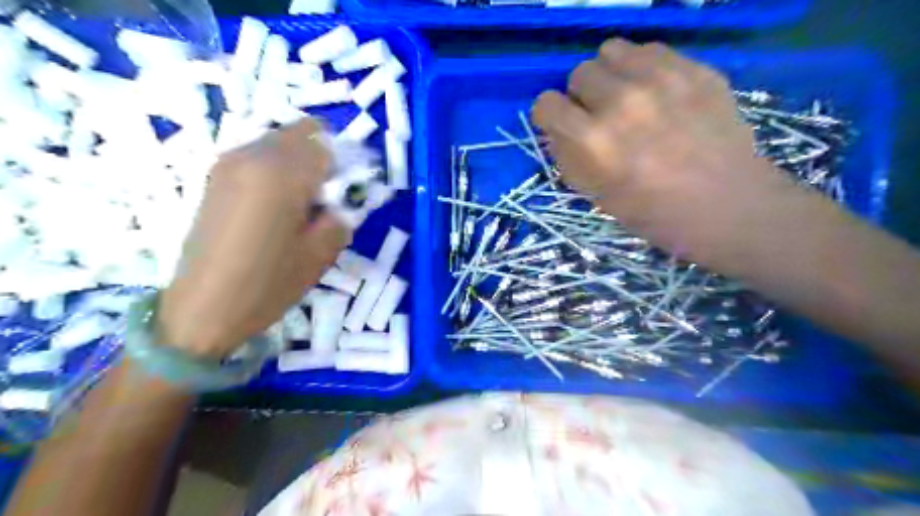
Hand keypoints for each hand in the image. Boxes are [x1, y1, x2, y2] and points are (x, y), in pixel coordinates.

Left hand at [157, 120, 349, 356]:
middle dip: (322, 158)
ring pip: (279, 143)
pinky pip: (259, 157)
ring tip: (300, 206)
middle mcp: (251, 155)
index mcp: (280, 172)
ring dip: (299, 164)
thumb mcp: (321, 253)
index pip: (326, 144)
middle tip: (326, 199)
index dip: (344, 167)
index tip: (345, 196)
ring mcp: (227, 164)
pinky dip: (277, 171)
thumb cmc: (268, 284)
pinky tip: (275, 208)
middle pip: (301, 133)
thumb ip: (341, 215)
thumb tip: (341, 199)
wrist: (202, 310)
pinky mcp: (215, 178)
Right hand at [533, 41, 791, 261]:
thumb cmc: (655, 214)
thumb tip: (558, 131)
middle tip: (600, 116)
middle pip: (579, 73)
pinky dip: (643, 68)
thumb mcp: (598, 197)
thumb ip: (569, 159)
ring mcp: (662, 80)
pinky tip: (656, 93)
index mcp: (594, 141)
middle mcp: (622, 102)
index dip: (550, 116)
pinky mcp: (695, 69)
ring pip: (612, 50)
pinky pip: (651, 50)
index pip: (546, 104)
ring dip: (611, 74)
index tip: (562, 126)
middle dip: (582, 96)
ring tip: (626, 97)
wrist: (728, 207)